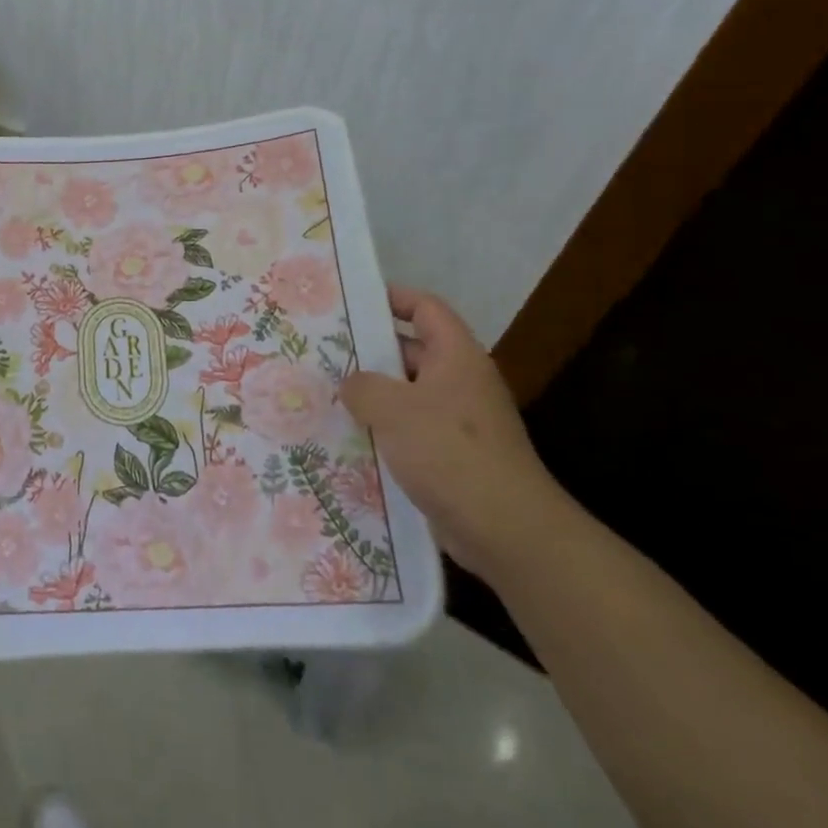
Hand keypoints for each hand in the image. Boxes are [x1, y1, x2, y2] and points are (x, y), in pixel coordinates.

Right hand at [340, 285, 572, 583]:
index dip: (392, 298)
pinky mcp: (450, 457)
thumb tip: (351, 384)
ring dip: (371, 396)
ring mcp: (457, 421)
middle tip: (322, 352)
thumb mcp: (394, 409)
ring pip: (406, 395)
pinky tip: (348, 439)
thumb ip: (362, 386)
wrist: (505, 529)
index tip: (352, 301)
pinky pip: (409, 431)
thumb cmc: (450, 452)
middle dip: (369, 351)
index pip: (426, 308)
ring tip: (325, 395)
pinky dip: (382, 431)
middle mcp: (460, 382)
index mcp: (456, 357)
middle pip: (411, 351)